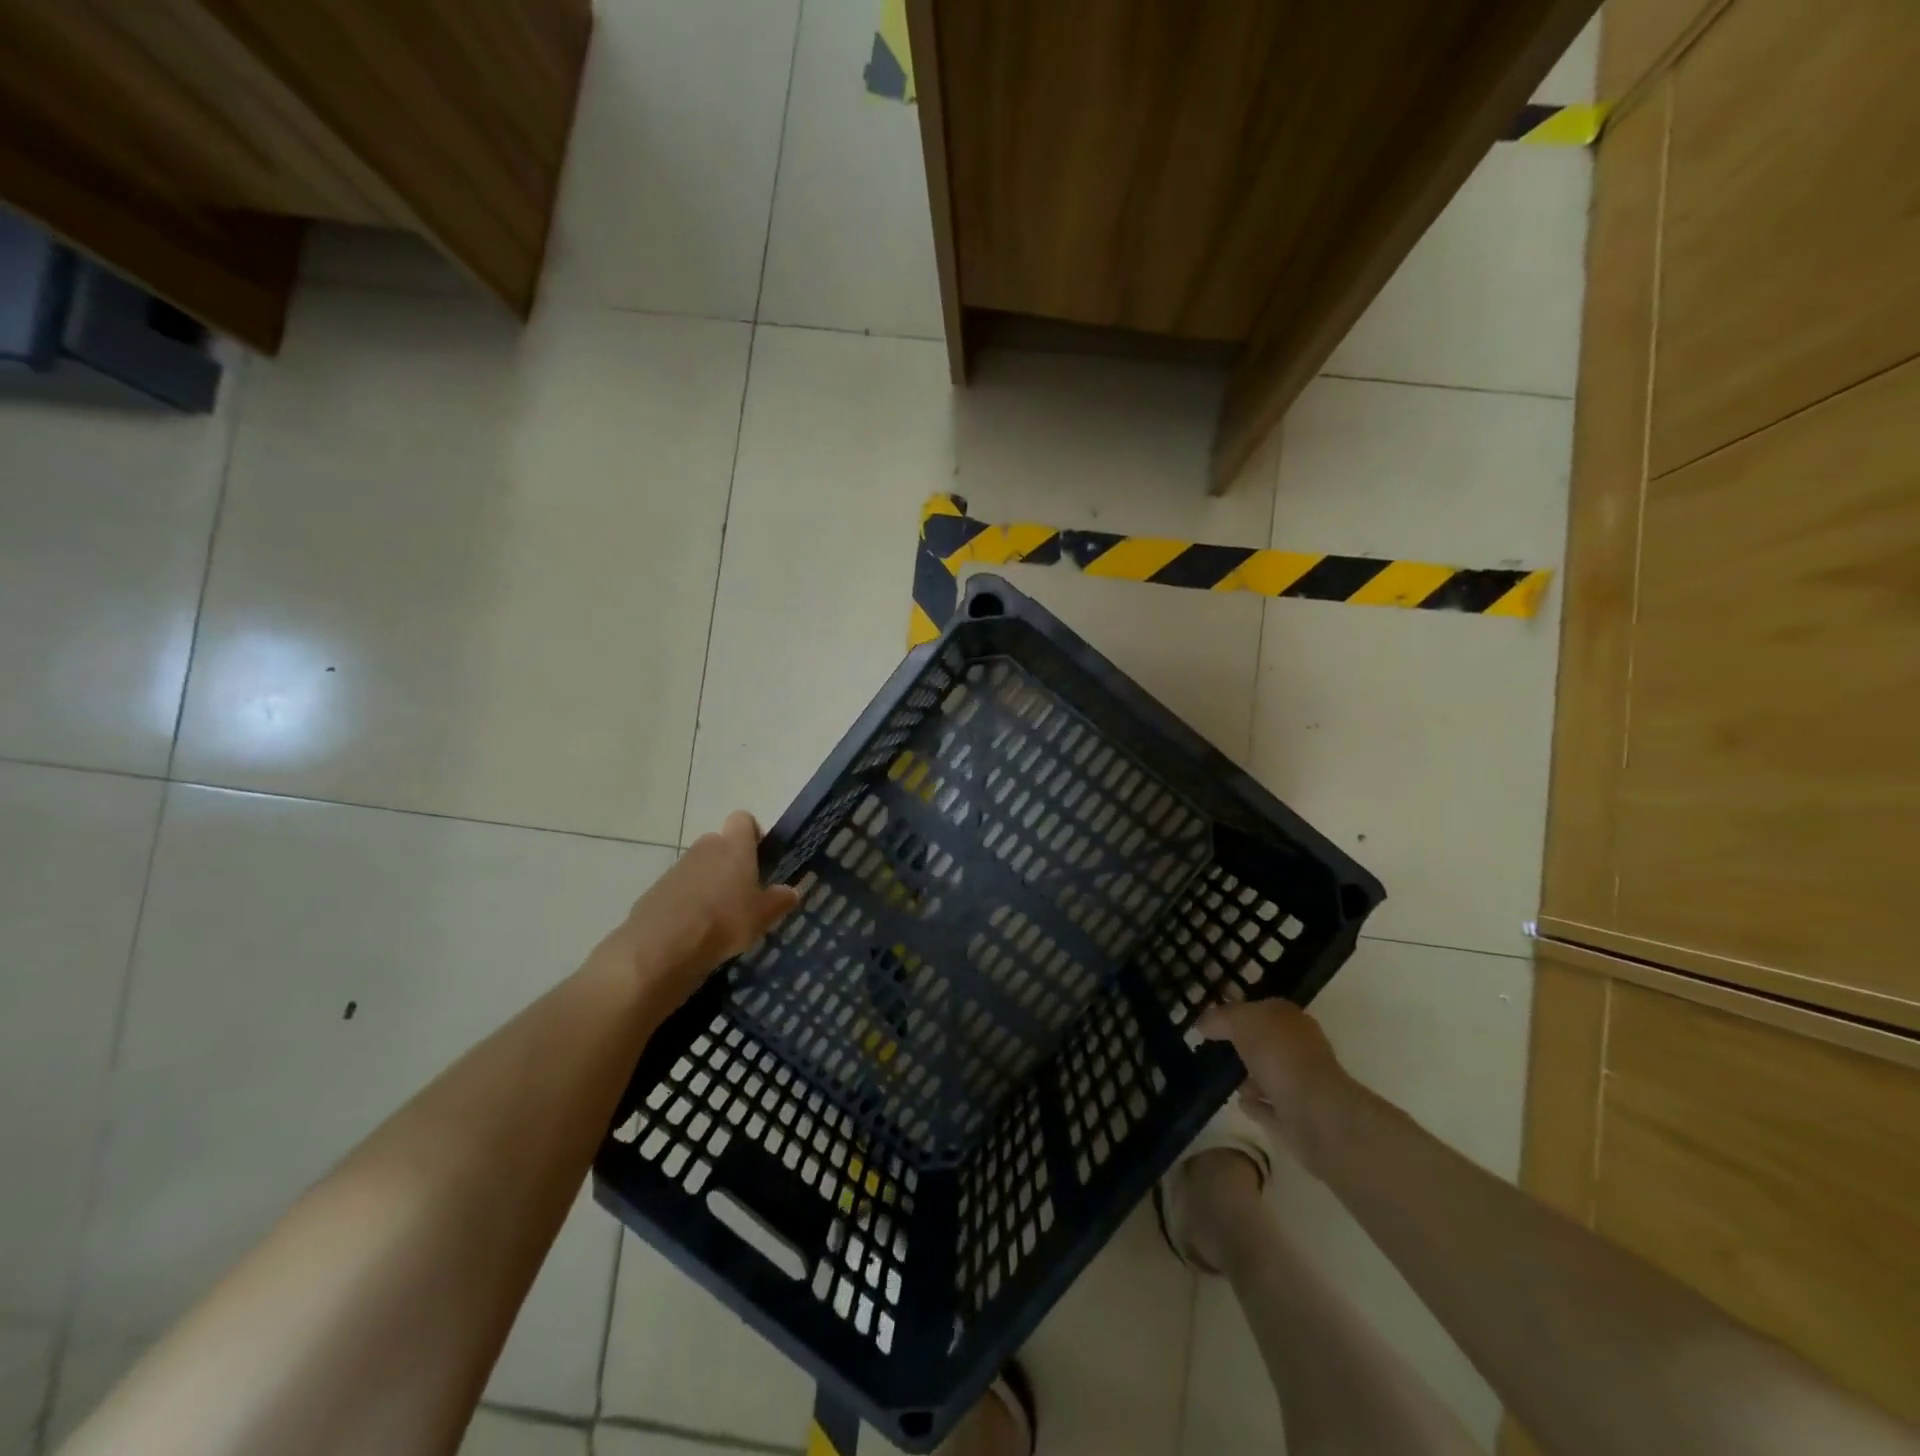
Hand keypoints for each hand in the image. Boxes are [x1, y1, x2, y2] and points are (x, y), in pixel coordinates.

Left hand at [604, 811, 800, 1011]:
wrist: (660, 948)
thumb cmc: (723, 923)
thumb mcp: (762, 917)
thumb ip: (780, 900)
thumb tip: (791, 891)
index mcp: (734, 847)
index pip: (744, 820)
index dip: (752, 834)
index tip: (760, 859)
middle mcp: (705, 848)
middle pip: (720, 844)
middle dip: (730, 863)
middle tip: (742, 894)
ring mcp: (677, 868)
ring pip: (699, 867)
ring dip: (708, 884)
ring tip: (717, 918)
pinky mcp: (656, 890)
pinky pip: (679, 889)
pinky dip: (687, 902)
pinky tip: (693, 930)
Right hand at [1198, 999, 1361, 1172]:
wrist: (1317, 1114)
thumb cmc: (1279, 1055)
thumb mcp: (1241, 1021)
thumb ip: (1220, 1018)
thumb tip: (1203, 1024)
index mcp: (1291, 1020)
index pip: (1263, 1009)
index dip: (1239, 1012)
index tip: (1214, 1022)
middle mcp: (1300, 1048)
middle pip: (1268, 1043)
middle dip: (1246, 1046)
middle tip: (1216, 1049)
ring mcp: (1302, 1085)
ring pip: (1270, 1076)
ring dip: (1251, 1078)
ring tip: (1226, 1080)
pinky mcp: (1298, 1118)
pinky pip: (1271, 1108)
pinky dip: (1257, 1104)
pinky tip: (1240, 1103)